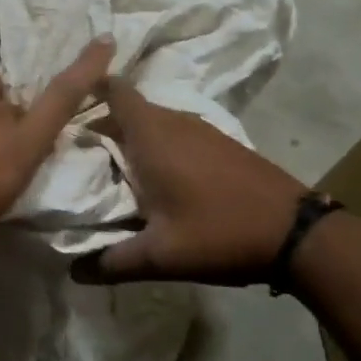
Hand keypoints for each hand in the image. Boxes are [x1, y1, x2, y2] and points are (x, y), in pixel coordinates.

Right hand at [75, 78, 309, 285]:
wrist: (297, 233)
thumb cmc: (219, 233)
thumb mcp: (160, 256)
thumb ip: (111, 262)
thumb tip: (73, 271)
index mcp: (151, 136)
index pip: (114, 91)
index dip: (88, 90)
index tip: (63, 110)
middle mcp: (174, 122)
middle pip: (128, 110)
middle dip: (102, 126)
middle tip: (77, 155)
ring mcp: (201, 130)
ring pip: (153, 123)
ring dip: (132, 139)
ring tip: (112, 171)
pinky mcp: (221, 143)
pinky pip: (175, 134)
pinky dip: (158, 148)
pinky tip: (157, 181)